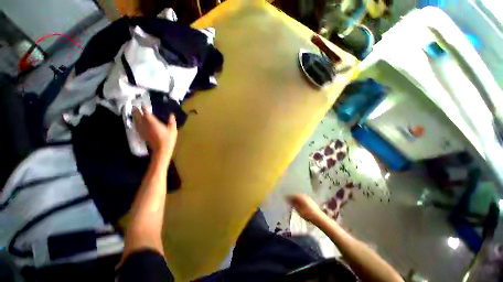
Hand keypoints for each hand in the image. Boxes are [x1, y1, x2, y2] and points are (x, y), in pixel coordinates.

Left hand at [133, 106, 177, 158]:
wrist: (162, 150)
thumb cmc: (168, 139)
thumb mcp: (173, 130)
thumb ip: (172, 122)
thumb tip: (171, 115)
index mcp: (153, 123)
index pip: (147, 114)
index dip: (144, 108)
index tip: (143, 104)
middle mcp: (146, 125)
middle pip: (139, 117)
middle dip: (136, 111)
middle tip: (134, 106)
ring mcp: (143, 130)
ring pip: (136, 121)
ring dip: (134, 116)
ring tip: (133, 112)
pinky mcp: (142, 134)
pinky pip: (136, 127)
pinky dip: (135, 123)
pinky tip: (135, 122)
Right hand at [287, 194, 325, 223]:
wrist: (318, 217)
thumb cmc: (307, 214)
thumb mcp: (298, 209)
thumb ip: (292, 204)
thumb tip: (287, 199)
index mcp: (300, 196)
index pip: (292, 195)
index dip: (288, 196)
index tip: (284, 198)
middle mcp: (304, 195)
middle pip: (296, 195)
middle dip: (292, 198)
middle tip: (288, 201)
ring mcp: (308, 198)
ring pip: (300, 197)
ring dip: (296, 199)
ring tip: (293, 203)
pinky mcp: (311, 201)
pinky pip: (303, 199)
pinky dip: (300, 201)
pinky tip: (299, 205)